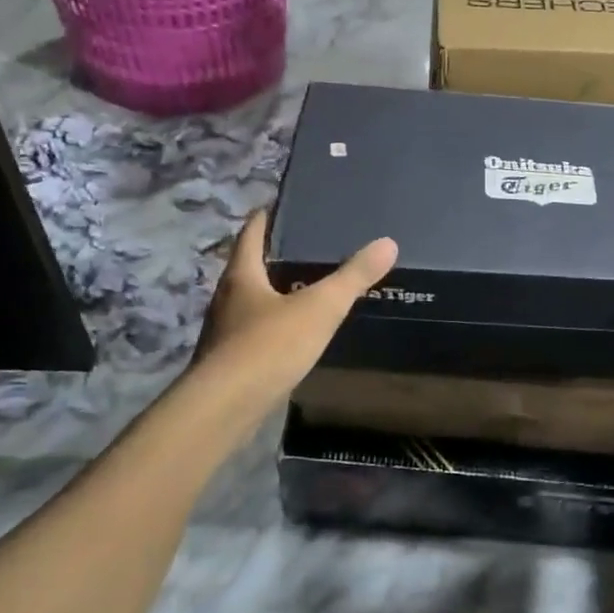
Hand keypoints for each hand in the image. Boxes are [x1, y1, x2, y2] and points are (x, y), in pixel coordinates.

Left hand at [192, 209, 397, 412]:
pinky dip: (274, 323)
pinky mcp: (230, 360)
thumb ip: (353, 277)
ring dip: (274, 291)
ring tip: (307, 286)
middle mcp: (227, 297)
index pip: (252, 232)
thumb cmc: (269, 346)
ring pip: (251, 300)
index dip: (267, 216)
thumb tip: (388, 243)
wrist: (226, 407)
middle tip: (309, 245)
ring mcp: (225, 331)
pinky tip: (295, 331)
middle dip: (275, 255)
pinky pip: (255, 330)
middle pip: (249, 266)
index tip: (286, 205)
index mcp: (242, 275)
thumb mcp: (320, 308)